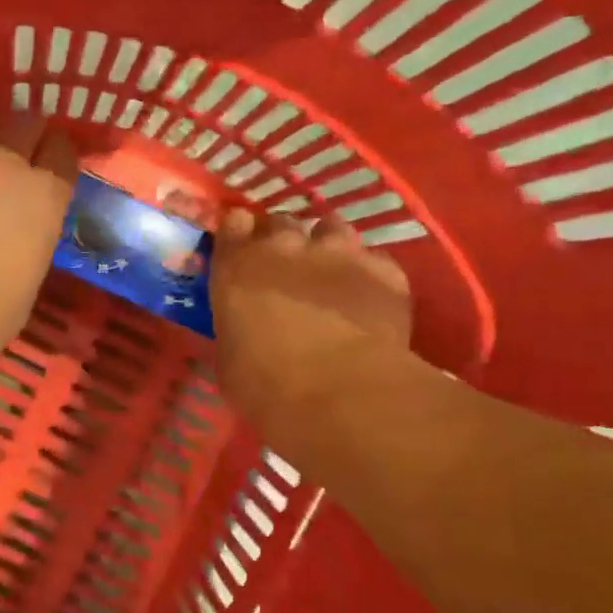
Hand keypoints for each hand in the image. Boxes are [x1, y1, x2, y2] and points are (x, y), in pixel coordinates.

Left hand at [0, 105, 76, 386]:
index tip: (48, 162)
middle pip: (24, 122)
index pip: (62, 149)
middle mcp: (5, 164)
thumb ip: (34, 229)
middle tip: (14, 147)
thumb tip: (22, 218)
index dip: (56, 153)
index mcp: (44, 195)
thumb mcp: (32, 272)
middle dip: (24, 132)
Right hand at [210, 209, 413, 428]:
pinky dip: (367, 272)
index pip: (233, 223)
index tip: (241, 249)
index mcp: (238, 266)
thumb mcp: (228, 357)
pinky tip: (368, 297)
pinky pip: (373, 259)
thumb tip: (242, 325)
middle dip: (280, 238)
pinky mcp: (384, 270)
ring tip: (329, 270)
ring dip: (325, 243)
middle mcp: (286, 246)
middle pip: (280, 221)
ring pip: (331, 227)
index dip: (238, 233)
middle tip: (284, 266)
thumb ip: (234, 325)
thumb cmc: (266, 384)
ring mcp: (340, 252)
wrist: (342, 392)